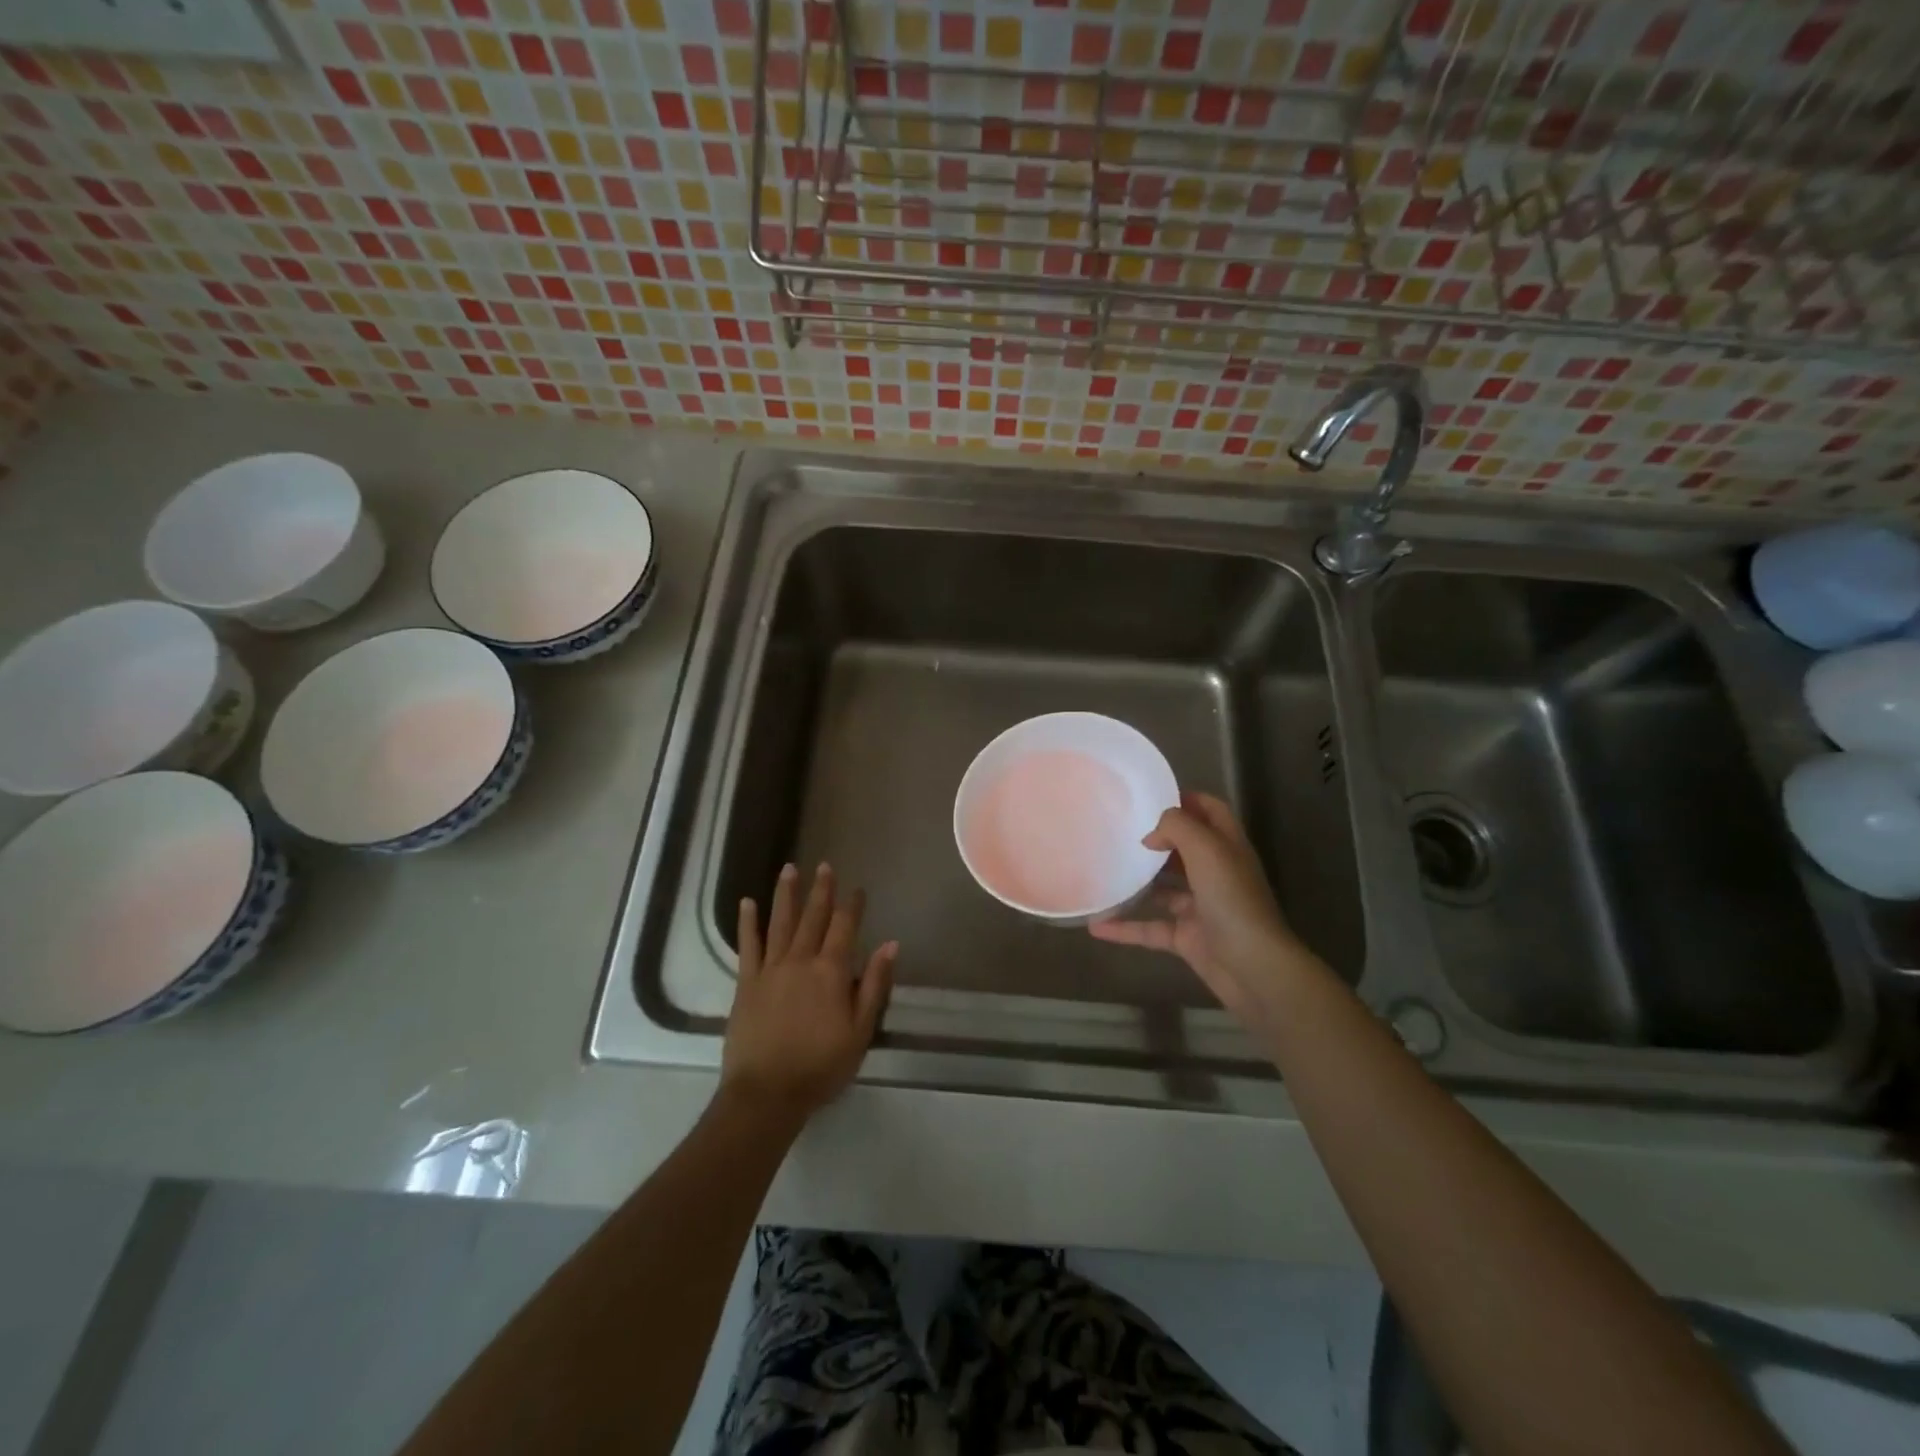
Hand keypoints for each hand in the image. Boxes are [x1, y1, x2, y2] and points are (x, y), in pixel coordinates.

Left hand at [721, 863, 895, 1122]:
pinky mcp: (746, 983)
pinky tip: (747, 903)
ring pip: (780, 923)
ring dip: (786, 894)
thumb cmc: (821, 1066)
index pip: (845, 928)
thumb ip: (874, 985)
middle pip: (813, 917)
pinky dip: (748, 923)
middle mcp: (801, 961)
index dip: (852, 906)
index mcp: (831, 972)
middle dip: (821, 890)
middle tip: (824, 865)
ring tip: (789, 868)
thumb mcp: (860, 1031)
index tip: (857, 888)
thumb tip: (891, 944)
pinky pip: (748, 946)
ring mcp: (770, 969)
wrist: (767, 1093)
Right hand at [1090, 792, 1317, 1025]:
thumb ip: (1177, 827)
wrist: (1252, 967)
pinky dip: (1125, 928)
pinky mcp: (1187, 938)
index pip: (1211, 811)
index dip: (1187, 799)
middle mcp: (1216, 874)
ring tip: (1105, 871)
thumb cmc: (1232, 899)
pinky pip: (1150, 929)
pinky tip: (1096, 926)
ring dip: (1138, 883)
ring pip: (1164, 890)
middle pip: (1185, 848)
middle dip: (1156, 840)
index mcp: (1227, 847)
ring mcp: (1201, 908)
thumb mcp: (1206, 849)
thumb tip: (1152, 835)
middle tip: (1120, 831)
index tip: (1150, 797)